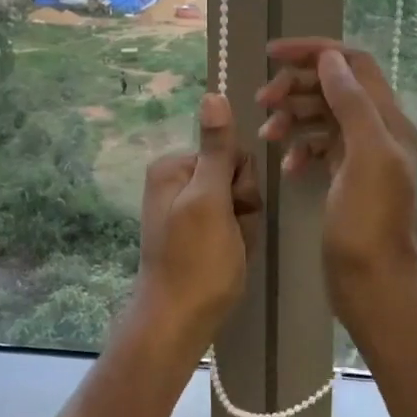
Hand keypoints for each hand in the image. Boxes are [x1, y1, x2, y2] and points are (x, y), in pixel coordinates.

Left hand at [130, 94, 260, 354]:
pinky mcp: (194, 231)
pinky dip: (237, 240)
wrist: (178, 321)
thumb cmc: (197, 260)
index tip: (233, 209)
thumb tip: (212, 94)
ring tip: (231, 250)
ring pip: (238, 202)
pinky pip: (230, 223)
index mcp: (173, 166)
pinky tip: (229, 258)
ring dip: (243, 226)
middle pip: (234, 176)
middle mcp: (175, 180)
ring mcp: (184, 207)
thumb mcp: (210, 200)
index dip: (241, 182)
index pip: (230, 152)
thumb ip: (216, 149)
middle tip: (231, 233)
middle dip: (243, 206)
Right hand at [259, 39, 416, 330]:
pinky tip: (285, 165)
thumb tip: (329, 59)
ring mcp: (360, 155)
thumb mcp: (365, 156)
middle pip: (332, 85)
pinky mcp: (344, 177)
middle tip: (261, 101)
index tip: (271, 55)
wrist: (374, 284)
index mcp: (388, 118)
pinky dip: (298, 147)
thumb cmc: (369, 222)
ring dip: (291, 116)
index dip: (313, 52)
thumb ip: (351, 103)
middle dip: (295, 86)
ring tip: (266, 134)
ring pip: (321, 115)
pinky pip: (317, 146)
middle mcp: (377, 130)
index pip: (352, 63)